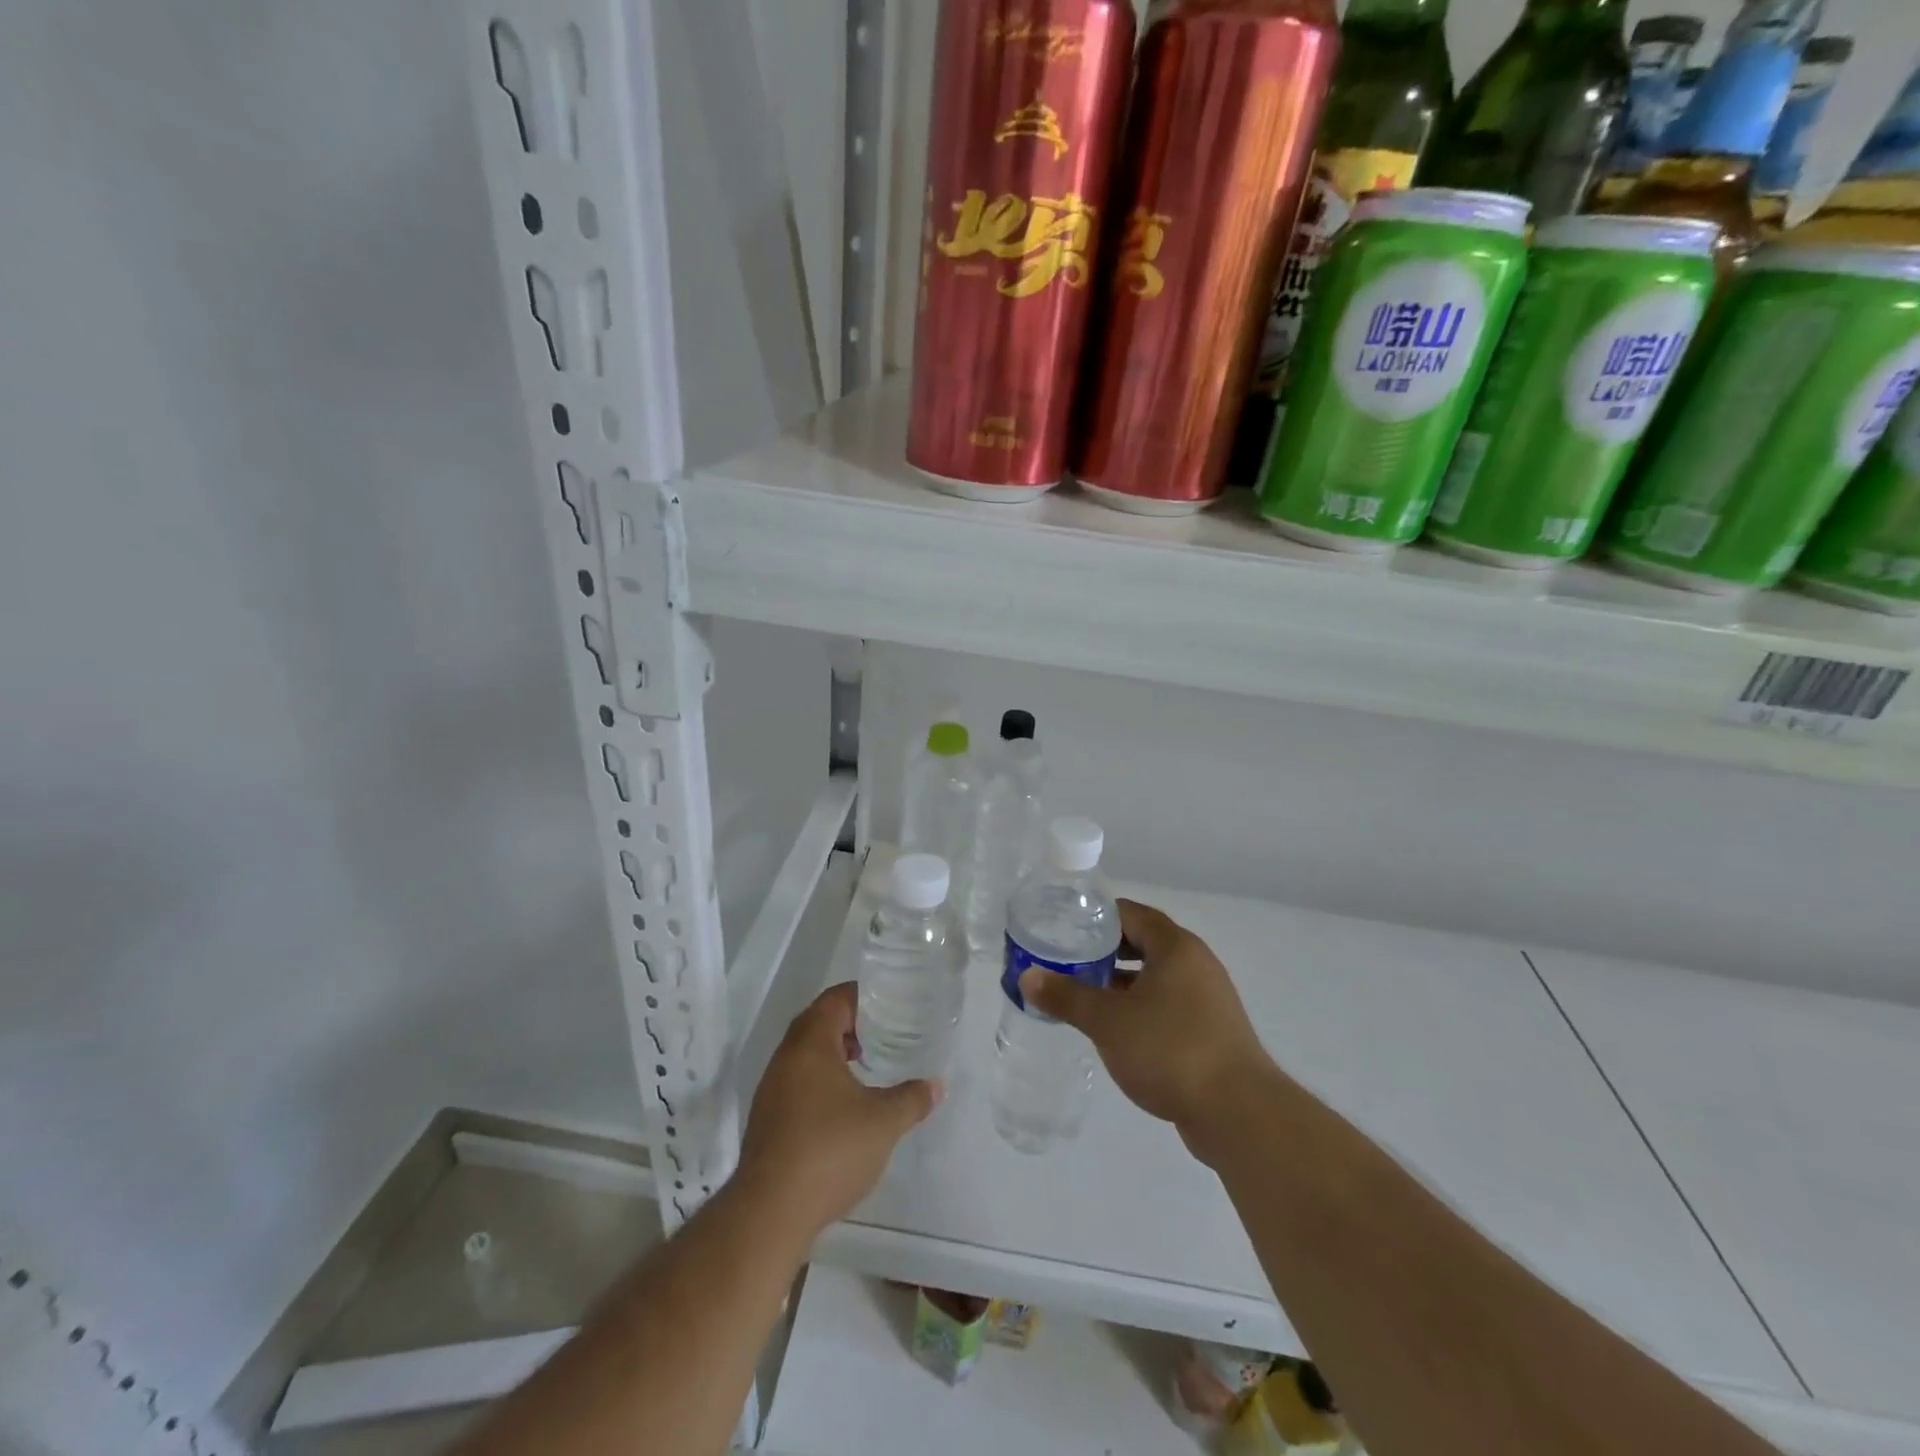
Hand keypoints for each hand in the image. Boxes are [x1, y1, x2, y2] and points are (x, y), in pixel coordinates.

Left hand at [736, 983, 939, 1236]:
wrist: (770, 1211)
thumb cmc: (830, 1150)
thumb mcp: (883, 1122)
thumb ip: (912, 1099)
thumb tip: (936, 1085)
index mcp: (811, 1043)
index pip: (836, 999)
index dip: (863, 996)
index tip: (890, 1003)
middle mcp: (786, 1057)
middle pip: (818, 1022)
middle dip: (851, 1023)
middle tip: (884, 1031)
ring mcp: (772, 1088)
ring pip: (806, 1053)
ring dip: (834, 1052)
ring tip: (867, 1065)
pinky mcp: (767, 1117)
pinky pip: (797, 1080)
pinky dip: (821, 1078)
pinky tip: (844, 1104)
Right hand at [1019, 899, 1273, 1161]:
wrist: (1239, 1112)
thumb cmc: (1170, 1049)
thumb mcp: (1107, 1021)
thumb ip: (1066, 996)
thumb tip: (1028, 976)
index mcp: (1175, 947)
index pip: (1132, 913)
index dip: (1097, 917)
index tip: (1065, 927)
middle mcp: (1196, 963)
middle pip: (1144, 943)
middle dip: (1106, 951)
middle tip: (1069, 961)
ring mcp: (1208, 998)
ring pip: (1157, 977)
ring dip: (1123, 982)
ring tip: (1085, 995)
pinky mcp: (1212, 1031)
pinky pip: (1169, 1005)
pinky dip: (1142, 1007)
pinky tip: (1118, 1030)